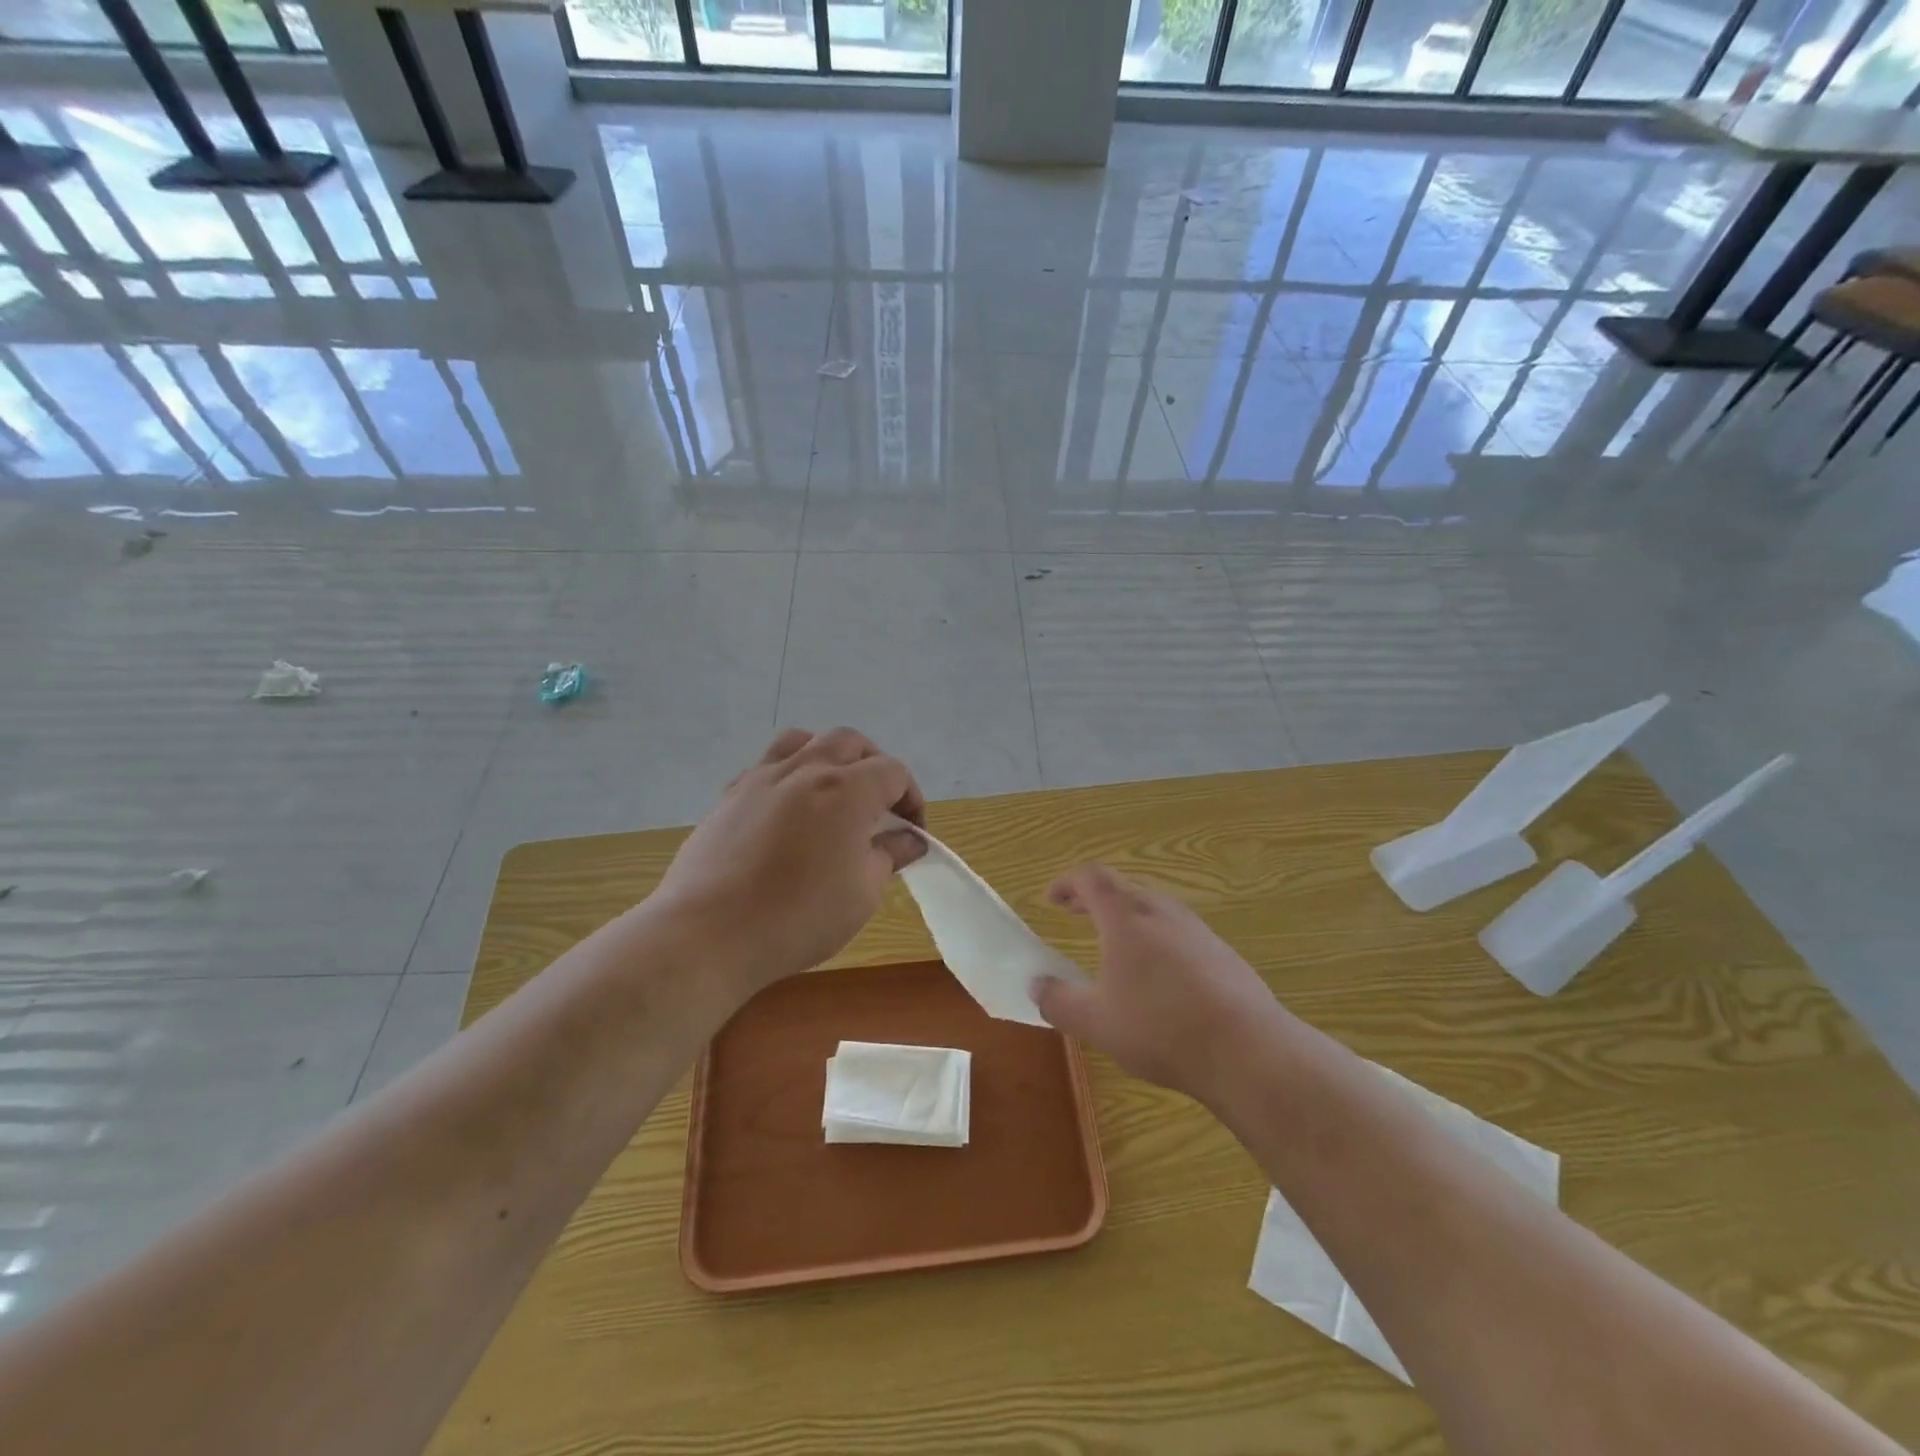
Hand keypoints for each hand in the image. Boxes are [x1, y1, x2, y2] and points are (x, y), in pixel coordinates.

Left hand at [652, 728, 926, 996]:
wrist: (710, 933)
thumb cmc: (799, 916)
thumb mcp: (862, 893)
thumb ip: (889, 855)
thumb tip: (909, 840)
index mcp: (846, 790)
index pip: (893, 772)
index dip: (911, 798)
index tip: (912, 832)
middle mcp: (805, 770)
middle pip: (850, 742)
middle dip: (874, 764)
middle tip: (880, 804)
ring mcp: (762, 778)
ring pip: (803, 741)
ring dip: (828, 756)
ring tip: (833, 790)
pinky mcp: (730, 795)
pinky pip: (766, 766)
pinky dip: (788, 775)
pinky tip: (787, 810)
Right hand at [1032, 865, 1279, 1103]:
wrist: (1249, 1051)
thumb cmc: (1161, 1028)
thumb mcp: (1096, 1023)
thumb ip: (1059, 1001)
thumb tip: (1036, 985)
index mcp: (1125, 918)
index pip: (1091, 877)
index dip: (1067, 883)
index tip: (1051, 899)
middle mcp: (1161, 912)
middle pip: (1122, 888)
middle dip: (1093, 898)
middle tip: (1074, 913)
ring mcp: (1197, 930)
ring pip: (1152, 908)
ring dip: (1125, 917)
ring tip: (1113, 944)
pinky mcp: (1222, 954)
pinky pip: (1177, 931)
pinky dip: (1154, 937)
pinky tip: (1159, 977)